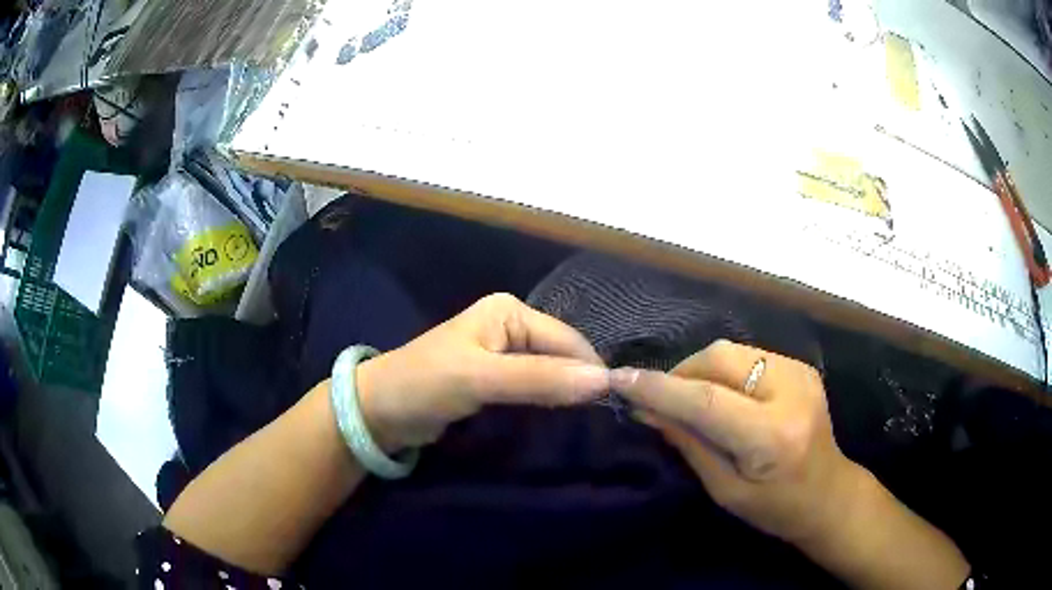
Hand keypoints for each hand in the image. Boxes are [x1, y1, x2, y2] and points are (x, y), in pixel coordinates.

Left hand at [356, 293, 609, 450]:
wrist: (379, 411)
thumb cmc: (425, 384)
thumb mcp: (481, 378)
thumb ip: (540, 379)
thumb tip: (604, 382)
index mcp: (509, 311)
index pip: (566, 339)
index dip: (590, 369)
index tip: (614, 403)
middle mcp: (511, 326)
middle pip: (561, 355)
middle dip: (580, 382)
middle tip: (605, 416)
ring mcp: (504, 354)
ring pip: (550, 373)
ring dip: (567, 393)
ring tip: (591, 420)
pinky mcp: (497, 380)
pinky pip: (534, 388)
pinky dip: (549, 401)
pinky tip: (563, 418)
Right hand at [610, 339, 860, 544]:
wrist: (829, 493)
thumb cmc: (776, 508)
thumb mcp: (725, 490)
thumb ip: (689, 444)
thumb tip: (647, 409)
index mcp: (772, 436)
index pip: (705, 400)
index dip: (659, 387)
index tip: (620, 379)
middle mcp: (790, 392)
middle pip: (719, 358)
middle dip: (680, 373)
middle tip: (660, 400)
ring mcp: (799, 372)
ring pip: (731, 350)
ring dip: (699, 370)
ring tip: (688, 399)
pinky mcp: (800, 366)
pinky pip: (746, 355)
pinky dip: (722, 370)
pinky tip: (719, 395)